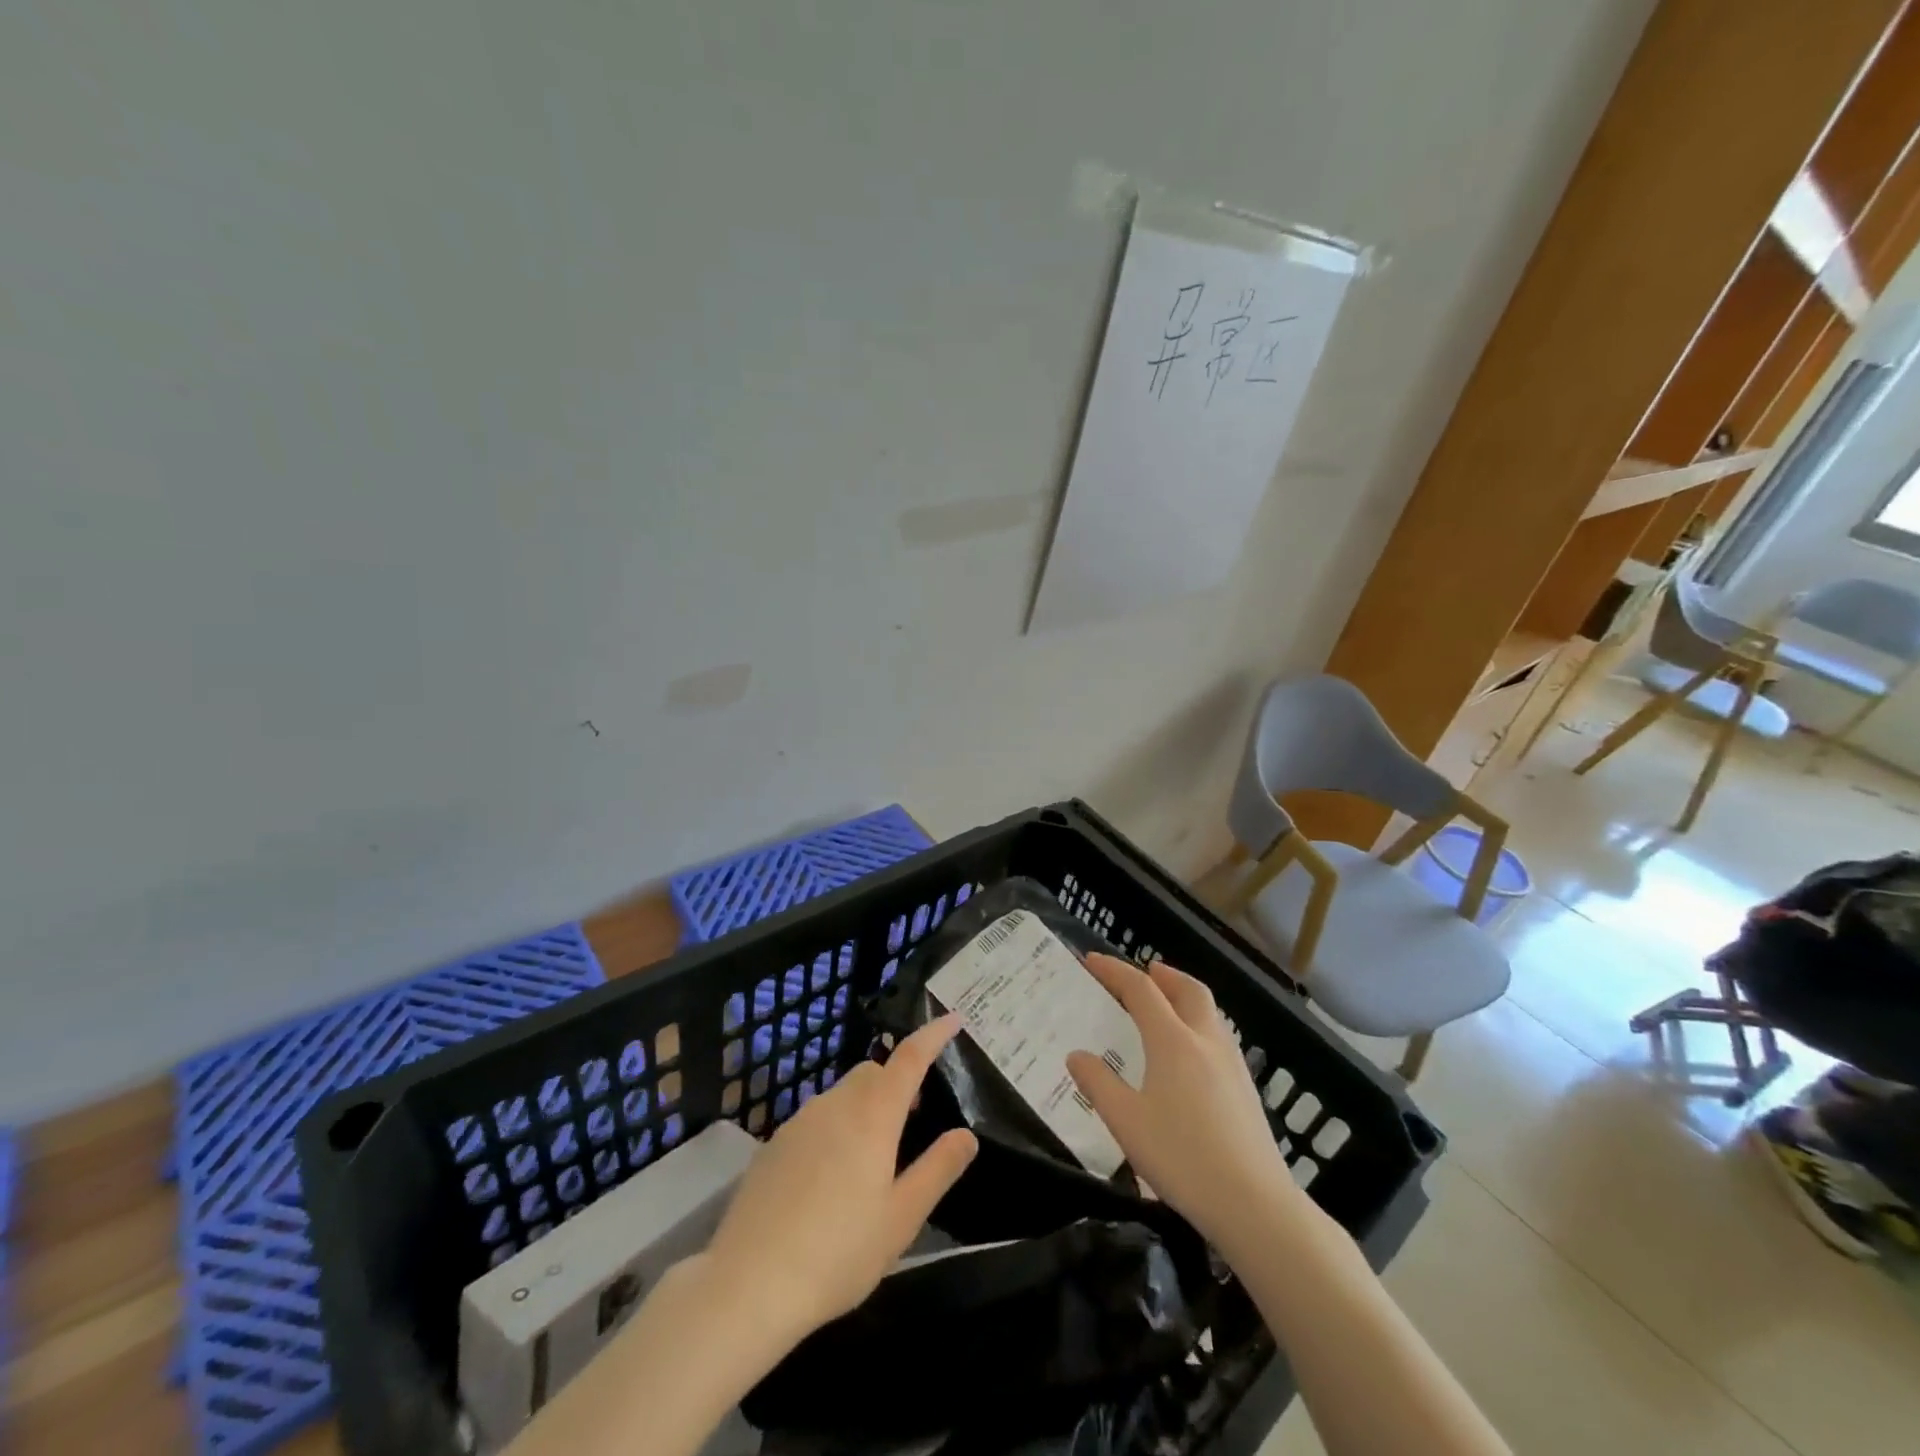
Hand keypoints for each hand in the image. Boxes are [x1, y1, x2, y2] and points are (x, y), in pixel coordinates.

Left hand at [703, 1013, 977, 1339]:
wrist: (748, 1284)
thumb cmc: (838, 1253)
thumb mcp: (902, 1219)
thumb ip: (938, 1170)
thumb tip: (966, 1134)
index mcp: (873, 1115)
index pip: (910, 1057)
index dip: (933, 1034)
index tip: (953, 1019)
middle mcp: (836, 1104)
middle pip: (873, 1071)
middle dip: (897, 1080)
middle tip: (914, 1116)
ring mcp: (800, 1121)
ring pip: (843, 1093)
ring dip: (866, 1105)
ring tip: (874, 1154)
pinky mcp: (774, 1144)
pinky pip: (817, 1118)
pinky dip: (836, 1127)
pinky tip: (831, 1178)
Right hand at [1066, 955, 1300, 1258]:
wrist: (1255, 1204)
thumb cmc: (1182, 1158)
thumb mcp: (1126, 1122)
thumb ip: (1097, 1084)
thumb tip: (1076, 1056)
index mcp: (1172, 1041)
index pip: (1141, 989)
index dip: (1114, 971)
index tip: (1092, 961)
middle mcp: (1205, 1040)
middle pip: (1187, 989)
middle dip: (1162, 974)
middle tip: (1142, 973)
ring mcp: (1232, 1063)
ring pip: (1209, 1011)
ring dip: (1184, 996)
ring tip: (1165, 1007)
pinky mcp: (1246, 1088)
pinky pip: (1219, 1035)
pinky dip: (1199, 1023)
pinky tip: (1191, 1053)